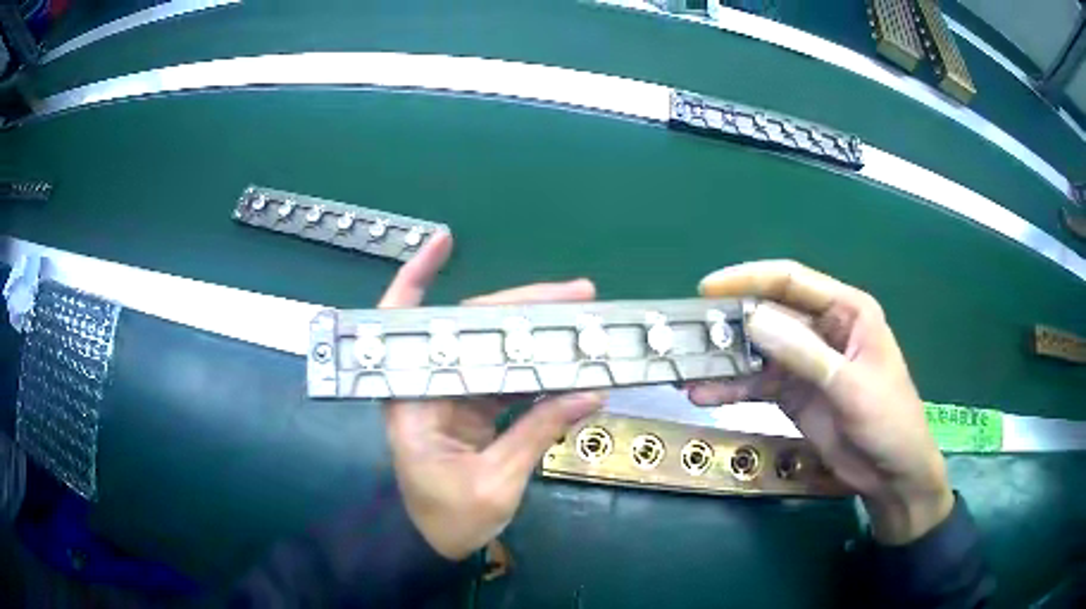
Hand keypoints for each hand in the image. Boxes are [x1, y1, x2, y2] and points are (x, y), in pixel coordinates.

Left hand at [376, 232, 604, 559]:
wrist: (434, 544)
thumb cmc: (448, 519)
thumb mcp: (495, 482)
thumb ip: (537, 433)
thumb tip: (590, 393)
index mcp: (412, 399)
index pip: (406, 325)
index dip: (418, 277)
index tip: (443, 241)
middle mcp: (426, 386)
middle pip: (469, 328)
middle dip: (521, 305)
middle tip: (578, 292)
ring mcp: (450, 395)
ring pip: (491, 349)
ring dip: (535, 333)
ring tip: (582, 317)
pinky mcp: (470, 408)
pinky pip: (503, 377)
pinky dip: (534, 368)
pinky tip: (565, 358)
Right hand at [692, 260, 952, 544]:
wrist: (891, 473)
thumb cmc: (887, 420)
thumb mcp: (850, 385)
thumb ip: (804, 353)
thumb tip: (752, 319)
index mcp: (846, 311)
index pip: (791, 281)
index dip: (749, 280)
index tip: (707, 290)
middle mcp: (822, 329)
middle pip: (769, 315)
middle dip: (730, 323)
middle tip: (689, 335)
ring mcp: (806, 363)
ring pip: (758, 351)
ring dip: (725, 360)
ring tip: (688, 371)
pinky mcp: (794, 393)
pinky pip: (758, 383)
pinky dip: (732, 388)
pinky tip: (706, 395)